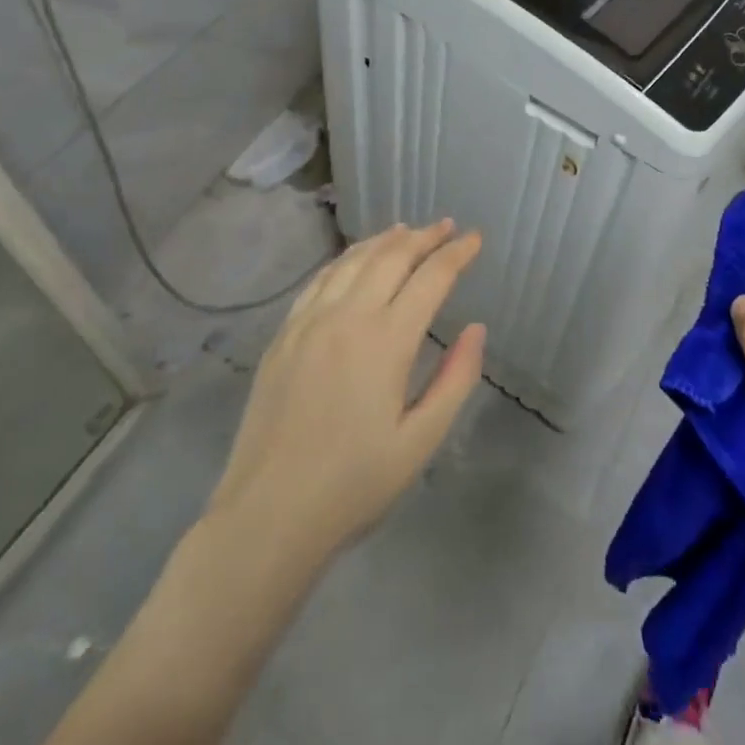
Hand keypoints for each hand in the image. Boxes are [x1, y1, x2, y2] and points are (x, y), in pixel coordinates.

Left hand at [206, 221, 486, 568]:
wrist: (267, 516)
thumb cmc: (353, 485)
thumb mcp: (420, 442)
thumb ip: (455, 379)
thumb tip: (476, 328)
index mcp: (387, 341)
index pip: (431, 278)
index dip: (457, 254)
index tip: (475, 238)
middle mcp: (348, 317)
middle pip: (392, 257)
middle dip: (425, 237)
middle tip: (448, 227)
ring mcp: (309, 322)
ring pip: (353, 260)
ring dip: (385, 240)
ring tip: (407, 231)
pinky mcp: (283, 335)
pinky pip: (320, 279)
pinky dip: (346, 258)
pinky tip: (355, 259)